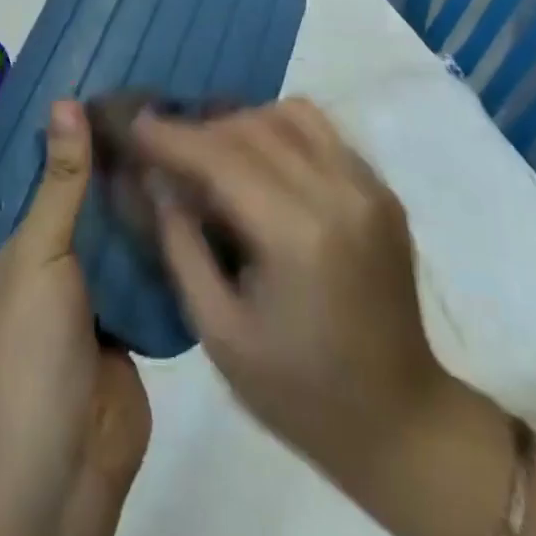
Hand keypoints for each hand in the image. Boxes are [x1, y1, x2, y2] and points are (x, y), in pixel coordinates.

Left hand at [0, 100, 149, 535]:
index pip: (14, 186)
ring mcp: (69, 306)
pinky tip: (183, 196)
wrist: (63, 473)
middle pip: (61, 209)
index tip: (87, 97)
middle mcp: (21, 279)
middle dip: (95, 172)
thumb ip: (59, 180)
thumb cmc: (24, 352)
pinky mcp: (113, 328)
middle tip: (139, 111)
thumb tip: (66, 100)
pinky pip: (132, 273)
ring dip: (128, 206)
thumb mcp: (34, 253)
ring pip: (100, 241)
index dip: (48, 146)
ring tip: (167, 139)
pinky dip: (152, 244)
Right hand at [133, 99, 445, 499]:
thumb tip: (154, 178)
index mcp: (299, 236)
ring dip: (241, 122)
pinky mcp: (381, 188)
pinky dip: (278, 130)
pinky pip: (320, 130)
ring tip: (211, 151)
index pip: (221, 158)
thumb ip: (181, 243)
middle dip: (199, 129)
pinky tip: (258, 161)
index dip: (171, 137)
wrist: (402, 422)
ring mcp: (367, 186)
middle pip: (252, 126)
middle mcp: (339, 193)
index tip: (133, 123)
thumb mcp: (219, 331)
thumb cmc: (299, 391)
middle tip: (164, 146)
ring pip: (289, 114)